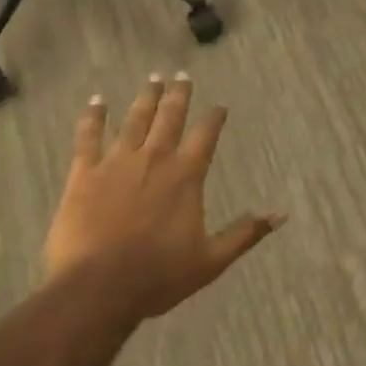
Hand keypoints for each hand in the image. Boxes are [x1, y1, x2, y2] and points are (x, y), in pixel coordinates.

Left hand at [45, 74, 283, 321]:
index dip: (214, 117)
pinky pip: (89, 137)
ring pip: (135, 120)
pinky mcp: (84, 175)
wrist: (96, 290)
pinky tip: (97, 101)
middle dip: (179, 94)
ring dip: (146, 98)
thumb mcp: (211, 260)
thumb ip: (245, 233)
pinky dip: (93, 117)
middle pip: (170, 117)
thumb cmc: (157, 276)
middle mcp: (155, 158)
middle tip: (182, 75)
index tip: (219, 106)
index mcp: (186, 175)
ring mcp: (117, 163)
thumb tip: (281, 214)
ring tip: (153, 79)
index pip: (206, 134)